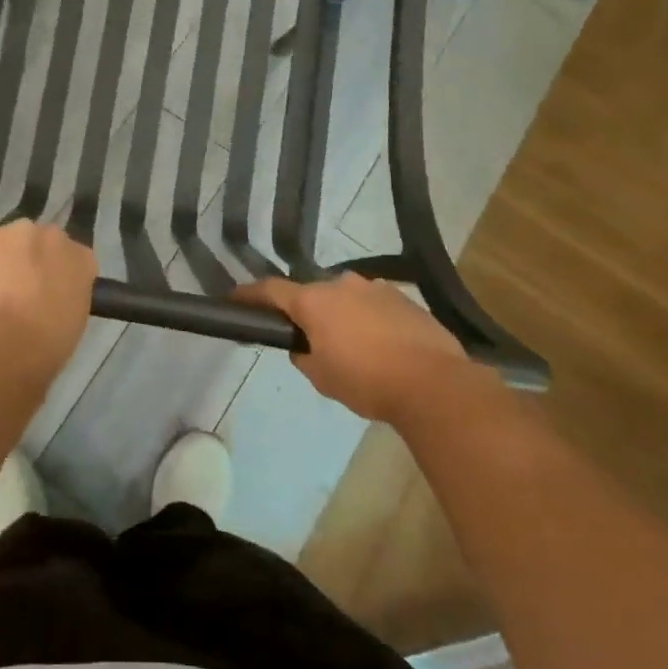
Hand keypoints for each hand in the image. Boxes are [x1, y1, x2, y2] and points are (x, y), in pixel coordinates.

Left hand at [0, 222, 96, 369]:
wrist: (3, 341)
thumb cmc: (46, 345)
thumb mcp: (73, 323)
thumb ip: (67, 298)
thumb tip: (52, 298)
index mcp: (83, 259)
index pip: (75, 260)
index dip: (60, 276)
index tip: (50, 294)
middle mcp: (55, 236)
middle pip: (43, 243)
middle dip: (34, 260)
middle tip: (22, 290)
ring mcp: (19, 232)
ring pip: (11, 241)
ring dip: (6, 257)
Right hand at [233, 273, 467, 421]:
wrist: (435, 384)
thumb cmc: (366, 381)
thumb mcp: (320, 377)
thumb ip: (303, 355)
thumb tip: (304, 346)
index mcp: (313, 300)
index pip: (270, 290)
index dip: (249, 294)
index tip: (232, 298)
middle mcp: (341, 284)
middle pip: (311, 293)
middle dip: (305, 311)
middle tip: (306, 338)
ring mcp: (375, 287)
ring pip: (345, 297)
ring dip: (340, 315)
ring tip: (350, 346)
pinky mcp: (404, 298)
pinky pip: (373, 305)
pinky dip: (368, 320)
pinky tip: (380, 346)